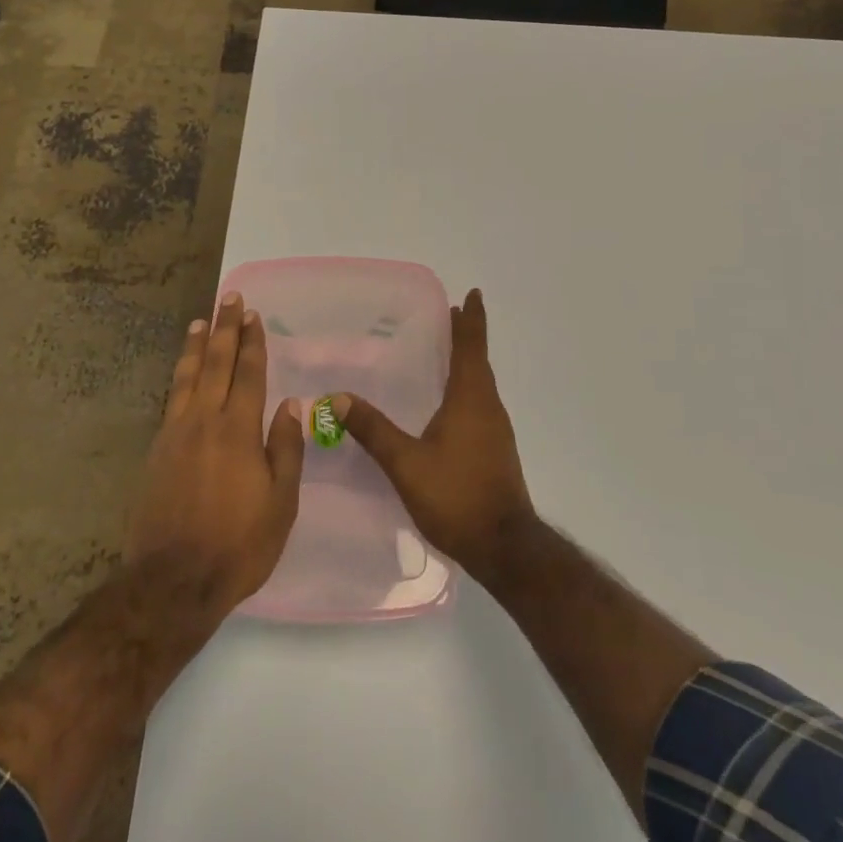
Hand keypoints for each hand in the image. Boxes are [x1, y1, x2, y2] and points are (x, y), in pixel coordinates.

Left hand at [124, 294, 306, 620]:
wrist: (173, 581)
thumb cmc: (238, 545)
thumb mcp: (280, 503)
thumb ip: (285, 449)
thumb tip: (290, 405)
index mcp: (238, 430)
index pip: (248, 373)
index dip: (252, 342)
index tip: (253, 315)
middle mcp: (204, 421)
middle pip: (216, 363)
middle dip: (224, 329)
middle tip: (229, 298)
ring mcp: (176, 434)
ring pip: (187, 377)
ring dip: (196, 346)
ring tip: (200, 321)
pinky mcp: (157, 450)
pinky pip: (171, 399)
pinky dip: (179, 376)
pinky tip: (182, 371)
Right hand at [338, 289, 535, 580]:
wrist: (505, 547)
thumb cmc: (456, 496)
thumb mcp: (406, 463)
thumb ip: (373, 430)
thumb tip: (338, 397)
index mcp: (471, 399)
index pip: (472, 347)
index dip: (472, 320)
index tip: (472, 294)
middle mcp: (488, 407)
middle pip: (478, 362)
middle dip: (466, 338)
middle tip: (450, 317)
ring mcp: (495, 431)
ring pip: (481, 385)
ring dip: (468, 363)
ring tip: (447, 354)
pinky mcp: (495, 451)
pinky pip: (480, 405)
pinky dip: (467, 390)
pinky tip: (449, 405)